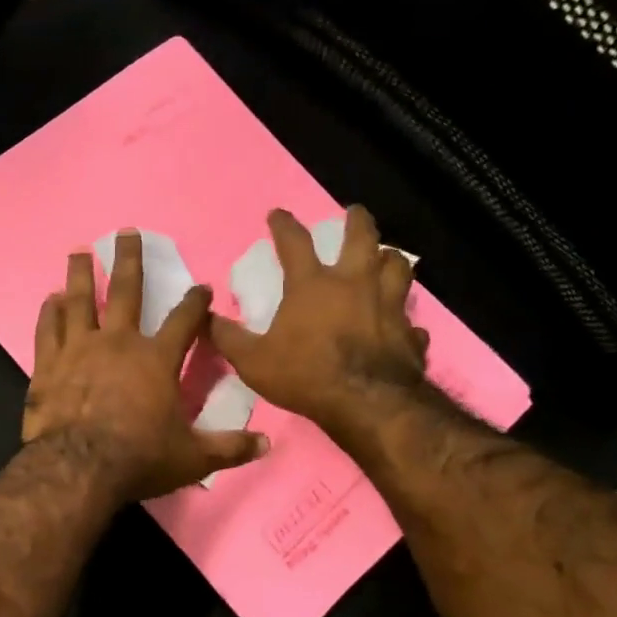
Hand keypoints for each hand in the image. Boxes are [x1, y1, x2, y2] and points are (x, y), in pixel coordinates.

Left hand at [24, 231, 268, 502]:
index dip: (195, 302)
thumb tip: (267, 444)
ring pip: (79, 300)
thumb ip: (229, 448)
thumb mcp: (192, 458)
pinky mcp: (48, 365)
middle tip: (126, 233)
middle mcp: (118, 343)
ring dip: (80, 274)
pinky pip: (47, 329)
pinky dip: (49, 312)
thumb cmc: (139, 459)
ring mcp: (78, 349)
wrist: (78, 468)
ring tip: (79, 251)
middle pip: (125, 291)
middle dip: (129, 259)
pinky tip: (50, 299)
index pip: (184, 321)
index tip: (201, 287)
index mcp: (156, 360)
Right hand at [209, 206, 430, 436]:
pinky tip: (402, 324)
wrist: (367, 403)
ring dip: (390, 257)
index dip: (284, 224)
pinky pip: (411, 320)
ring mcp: (389, 306)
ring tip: (386, 256)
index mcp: (313, 285)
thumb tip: (205, 317)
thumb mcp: (252, 361)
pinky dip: (405, 318)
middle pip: (362, 238)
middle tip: (354, 212)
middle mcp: (355, 284)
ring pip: (398, 267)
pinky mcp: (410, 333)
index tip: (277, 214)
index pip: (295, 242)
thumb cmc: (305, 375)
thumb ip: (229, 338)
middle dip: (357, 220)